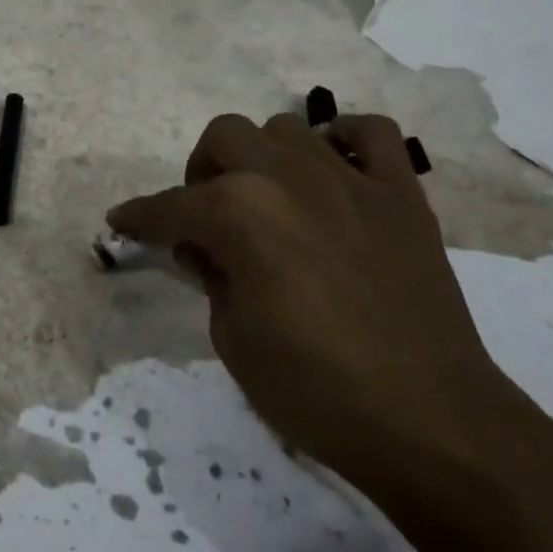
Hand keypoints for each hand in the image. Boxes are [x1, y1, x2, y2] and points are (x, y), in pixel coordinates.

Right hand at [109, 112, 548, 503]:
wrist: (430, 423)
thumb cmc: (314, 389)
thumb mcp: (231, 338)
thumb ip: (211, 276)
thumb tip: (204, 249)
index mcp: (238, 214)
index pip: (169, 206)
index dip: (139, 217)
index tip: (122, 222)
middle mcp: (288, 178)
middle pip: (225, 136)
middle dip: (201, 172)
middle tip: (205, 217)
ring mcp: (350, 180)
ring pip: (287, 128)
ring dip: (263, 158)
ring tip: (268, 201)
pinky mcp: (401, 194)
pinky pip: (372, 133)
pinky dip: (345, 141)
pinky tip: (333, 173)